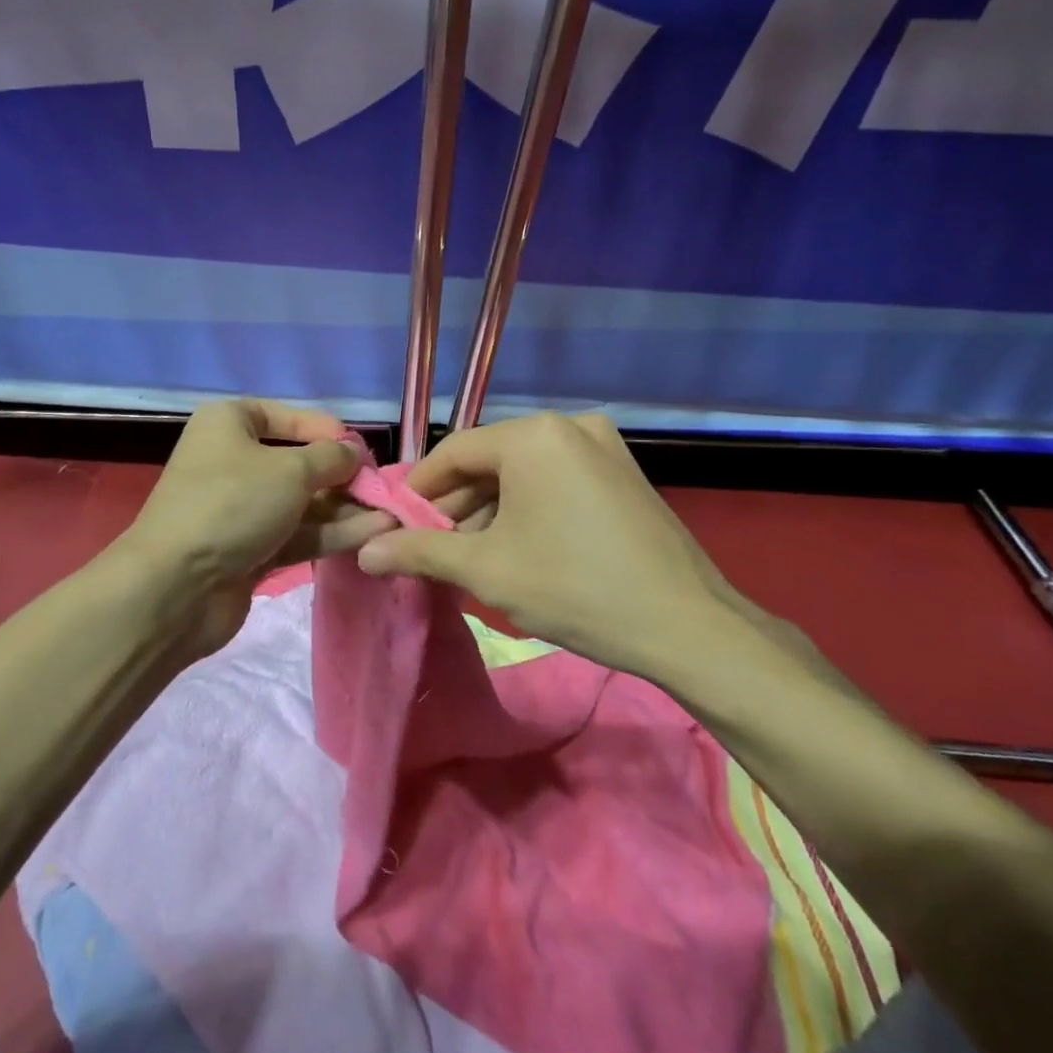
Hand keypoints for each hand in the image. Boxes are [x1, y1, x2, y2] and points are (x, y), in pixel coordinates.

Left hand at [118, 399, 394, 648]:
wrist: (177, 588)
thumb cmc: (233, 504)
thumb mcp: (291, 470)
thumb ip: (331, 458)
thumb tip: (354, 453)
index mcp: (229, 424)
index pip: (286, 416)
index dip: (326, 430)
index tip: (362, 448)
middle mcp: (233, 461)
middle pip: (298, 463)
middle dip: (342, 476)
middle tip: (384, 489)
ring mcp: (240, 509)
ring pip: (302, 502)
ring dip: (345, 508)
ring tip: (392, 515)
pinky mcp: (249, 550)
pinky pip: (297, 533)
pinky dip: (331, 533)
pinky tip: (374, 534)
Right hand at [356, 413, 759, 677]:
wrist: (687, 626)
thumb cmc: (575, 587)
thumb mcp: (486, 570)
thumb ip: (420, 553)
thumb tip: (364, 553)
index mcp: (533, 435)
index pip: (453, 452)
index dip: (418, 490)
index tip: (397, 525)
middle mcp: (569, 426)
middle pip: (489, 461)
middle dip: (455, 505)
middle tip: (432, 548)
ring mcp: (603, 446)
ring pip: (523, 472)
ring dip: (490, 509)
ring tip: (470, 555)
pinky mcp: (623, 472)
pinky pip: (556, 480)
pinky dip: (527, 507)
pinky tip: (516, 547)